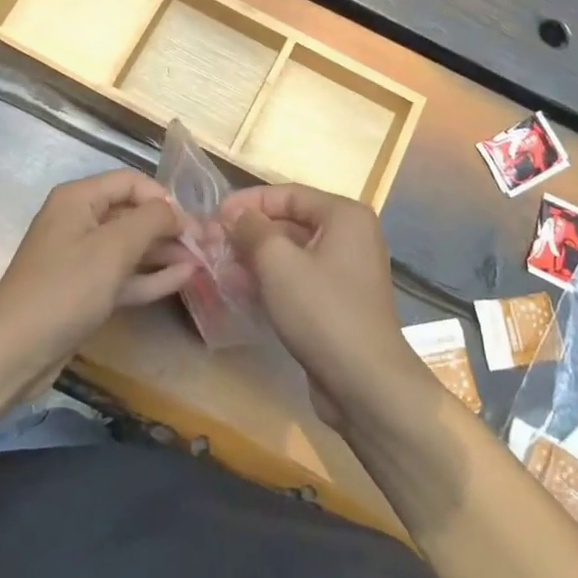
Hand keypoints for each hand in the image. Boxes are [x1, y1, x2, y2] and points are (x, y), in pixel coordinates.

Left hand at [0, 170, 194, 369]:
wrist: (15, 351)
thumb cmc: (66, 289)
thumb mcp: (114, 248)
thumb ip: (152, 220)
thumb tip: (177, 211)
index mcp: (79, 198)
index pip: (132, 182)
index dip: (164, 198)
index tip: (193, 223)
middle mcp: (79, 220)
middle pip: (133, 213)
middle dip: (170, 227)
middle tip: (207, 245)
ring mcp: (81, 257)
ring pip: (131, 246)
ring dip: (165, 252)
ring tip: (203, 262)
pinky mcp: (84, 289)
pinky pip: (123, 274)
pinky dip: (150, 275)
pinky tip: (183, 278)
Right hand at [220, 184, 431, 433]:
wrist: (365, 383)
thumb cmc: (322, 310)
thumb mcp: (278, 262)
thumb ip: (252, 230)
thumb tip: (236, 216)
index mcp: (344, 216)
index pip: (288, 194)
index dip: (249, 202)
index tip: (214, 215)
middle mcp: (350, 237)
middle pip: (291, 222)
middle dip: (250, 232)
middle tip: (212, 243)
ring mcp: (346, 272)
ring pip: (292, 254)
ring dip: (255, 258)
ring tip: (219, 268)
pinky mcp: (338, 303)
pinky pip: (299, 280)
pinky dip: (271, 281)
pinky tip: (240, 291)